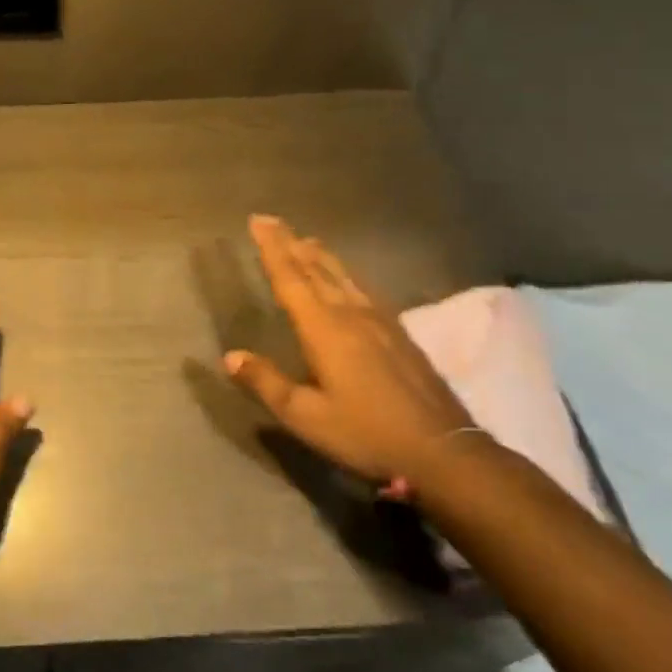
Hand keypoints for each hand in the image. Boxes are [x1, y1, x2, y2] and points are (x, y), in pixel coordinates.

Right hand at [224, 215, 475, 492]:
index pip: (291, 278)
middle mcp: (351, 314)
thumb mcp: (305, 416)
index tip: (258, 220)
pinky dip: (347, 275)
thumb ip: (267, 382)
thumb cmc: (365, 434)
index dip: (272, 248)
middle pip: (316, 269)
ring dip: (321, 256)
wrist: (442, 451)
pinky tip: (350, 279)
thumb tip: (230, 356)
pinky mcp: (400, 334)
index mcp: (324, 329)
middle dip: (292, 243)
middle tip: (273, 220)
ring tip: (306, 240)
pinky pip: (365, 289)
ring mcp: (380, 322)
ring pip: (343, 276)